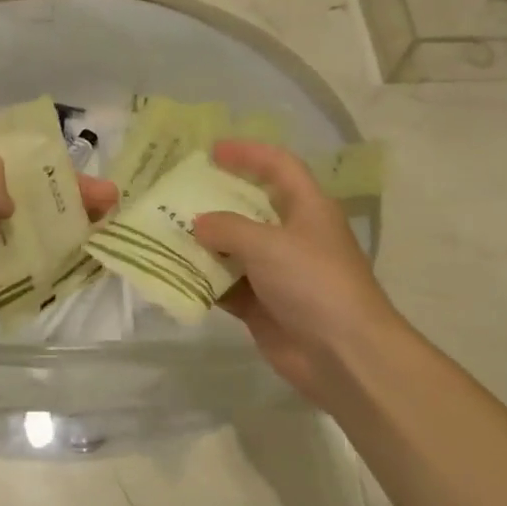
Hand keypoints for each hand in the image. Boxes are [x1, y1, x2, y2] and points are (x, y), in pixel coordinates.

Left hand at [0, 143, 117, 351]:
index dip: (48, 155)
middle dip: (68, 191)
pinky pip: (19, 257)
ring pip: (28, 222)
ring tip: (105, 228)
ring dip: (64, 224)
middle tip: (110, 201)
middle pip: (28, 186)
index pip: (11, 148)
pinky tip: (78, 258)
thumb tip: (9, 209)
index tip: (83, 164)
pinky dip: (48, 256)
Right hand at [192, 140, 406, 401]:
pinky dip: (202, 280)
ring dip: (202, 243)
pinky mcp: (262, 305)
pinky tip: (173, 272)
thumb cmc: (313, 282)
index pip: (279, 166)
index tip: (212, 151)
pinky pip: (225, 285)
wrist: (343, 354)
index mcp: (307, 209)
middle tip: (175, 192)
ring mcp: (276, 272)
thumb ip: (227, 228)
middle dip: (214, 200)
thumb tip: (198, 224)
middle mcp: (292, 236)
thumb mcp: (267, 244)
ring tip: (163, 231)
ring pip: (232, 248)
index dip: (248, 153)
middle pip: (250, 207)